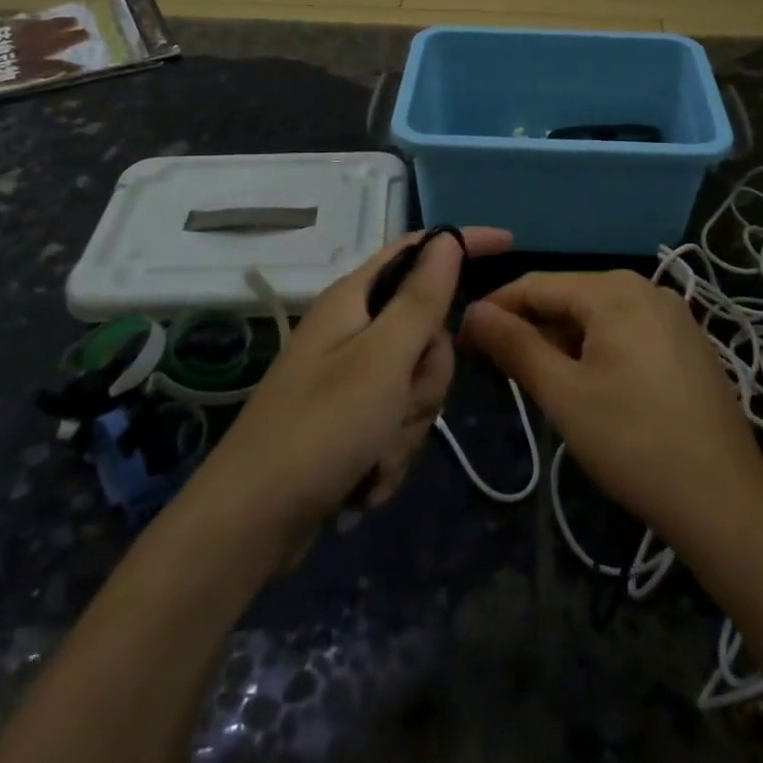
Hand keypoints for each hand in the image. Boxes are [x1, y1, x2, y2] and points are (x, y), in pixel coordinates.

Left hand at [193, 227, 512, 555]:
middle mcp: (353, 330)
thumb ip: (421, 298)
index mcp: (355, 299)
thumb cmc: (320, 428)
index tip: (510, 243)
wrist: (252, 523)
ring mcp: (351, 377)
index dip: (464, 243)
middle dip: (427, 374)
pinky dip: (391, 449)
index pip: (420, 250)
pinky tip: (365, 475)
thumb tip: (448, 239)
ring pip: (417, 382)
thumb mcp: (383, 358)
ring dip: (408, 422)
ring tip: (375, 451)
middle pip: (427, 330)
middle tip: (401, 402)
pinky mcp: (351, 419)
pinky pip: (398, 420)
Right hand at [461, 271, 762, 549]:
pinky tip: (589, 385)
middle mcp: (646, 288)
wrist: (722, 498)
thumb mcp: (563, 393)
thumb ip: (515, 345)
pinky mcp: (687, 342)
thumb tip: (474, 312)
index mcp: (614, 290)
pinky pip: (628, 331)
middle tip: (499, 369)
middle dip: (531, 328)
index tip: (465, 338)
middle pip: (570, 297)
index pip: (536, 285)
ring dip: (563, 341)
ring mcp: (673, 314)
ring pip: (599, 316)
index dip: (496, 309)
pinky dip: (598, 349)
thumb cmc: (632, 441)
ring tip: (540, 381)